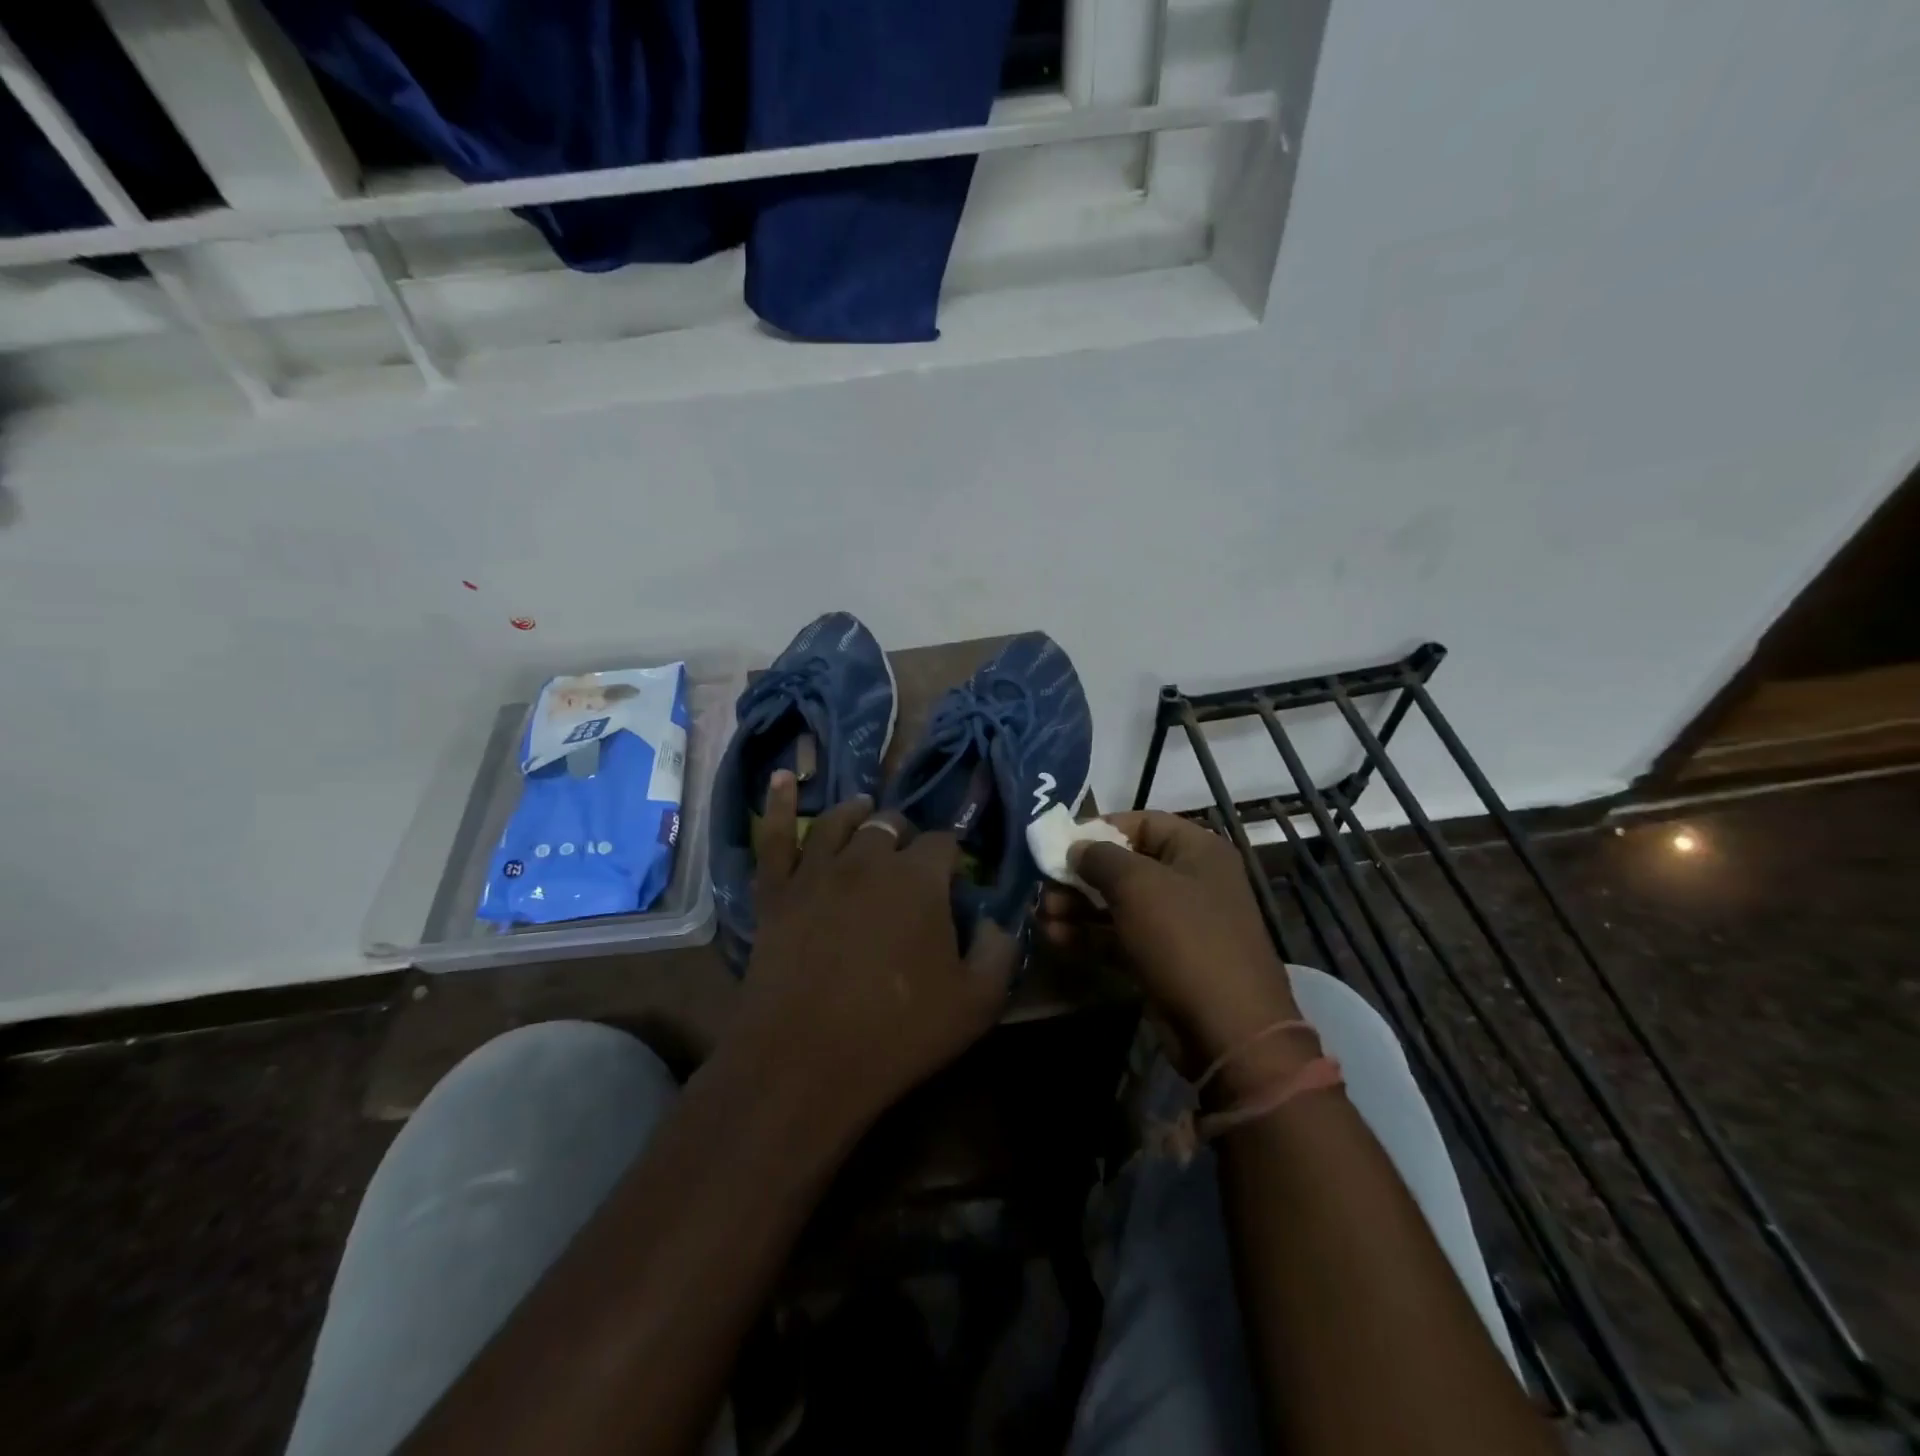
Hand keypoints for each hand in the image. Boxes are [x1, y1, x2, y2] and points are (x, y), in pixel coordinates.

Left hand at [731, 773, 1017, 1135]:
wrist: (804, 1062)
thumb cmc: (897, 1033)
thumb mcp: (977, 1001)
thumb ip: (1000, 950)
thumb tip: (1000, 918)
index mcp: (919, 878)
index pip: (944, 843)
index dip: (952, 856)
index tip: (955, 876)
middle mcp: (868, 858)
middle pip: (891, 825)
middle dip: (906, 835)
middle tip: (910, 859)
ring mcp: (817, 870)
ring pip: (840, 820)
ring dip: (858, 812)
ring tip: (865, 810)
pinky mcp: (776, 891)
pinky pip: (775, 836)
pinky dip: (779, 803)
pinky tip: (781, 777)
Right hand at [1038, 811, 1300, 1066]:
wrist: (1227, 1029)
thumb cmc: (1184, 938)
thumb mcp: (1137, 885)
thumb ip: (1099, 858)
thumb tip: (1076, 847)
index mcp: (1197, 850)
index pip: (1142, 822)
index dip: (1099, 828)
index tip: (1061, 842)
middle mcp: (1190, 881)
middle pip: (1125, 865)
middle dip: (1080, 875)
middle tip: (1044, 885)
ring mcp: (1177, 924)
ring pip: (1119, 904)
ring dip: (1078, 907)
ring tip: (1041, 914)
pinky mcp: (1163, 961)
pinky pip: (1120, 937)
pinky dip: (1089, 935)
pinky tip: (1054, 937)